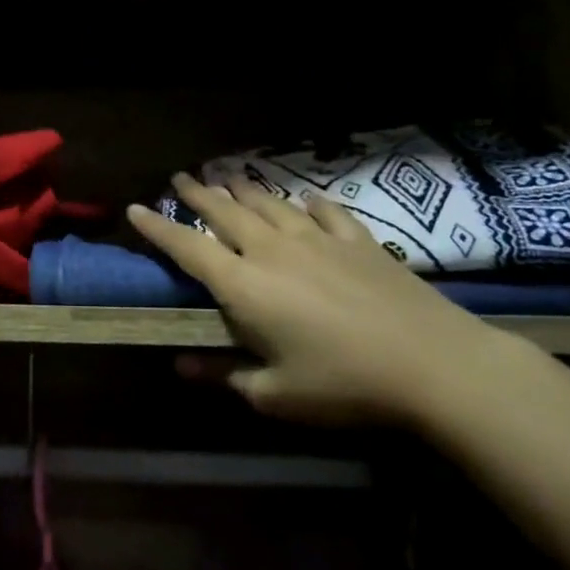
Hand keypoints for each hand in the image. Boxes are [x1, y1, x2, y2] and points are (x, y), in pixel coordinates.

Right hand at [126, 173, 517, 424]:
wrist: (434, 364)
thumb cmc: (343, 385)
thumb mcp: (274, 394)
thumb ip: (223, 374)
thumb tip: (180, 365)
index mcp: (244, 285)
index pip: (187, 248)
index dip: (158, 228)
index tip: (134, 208)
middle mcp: (273, 250)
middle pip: (226, 212)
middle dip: (198, 194)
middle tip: (181, 177)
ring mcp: (319, 240)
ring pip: (271, 203)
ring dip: (245, 189)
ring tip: (227, 175)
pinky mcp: (359, 242)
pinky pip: (326, 213)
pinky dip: (309, 203)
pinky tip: (305, 197)